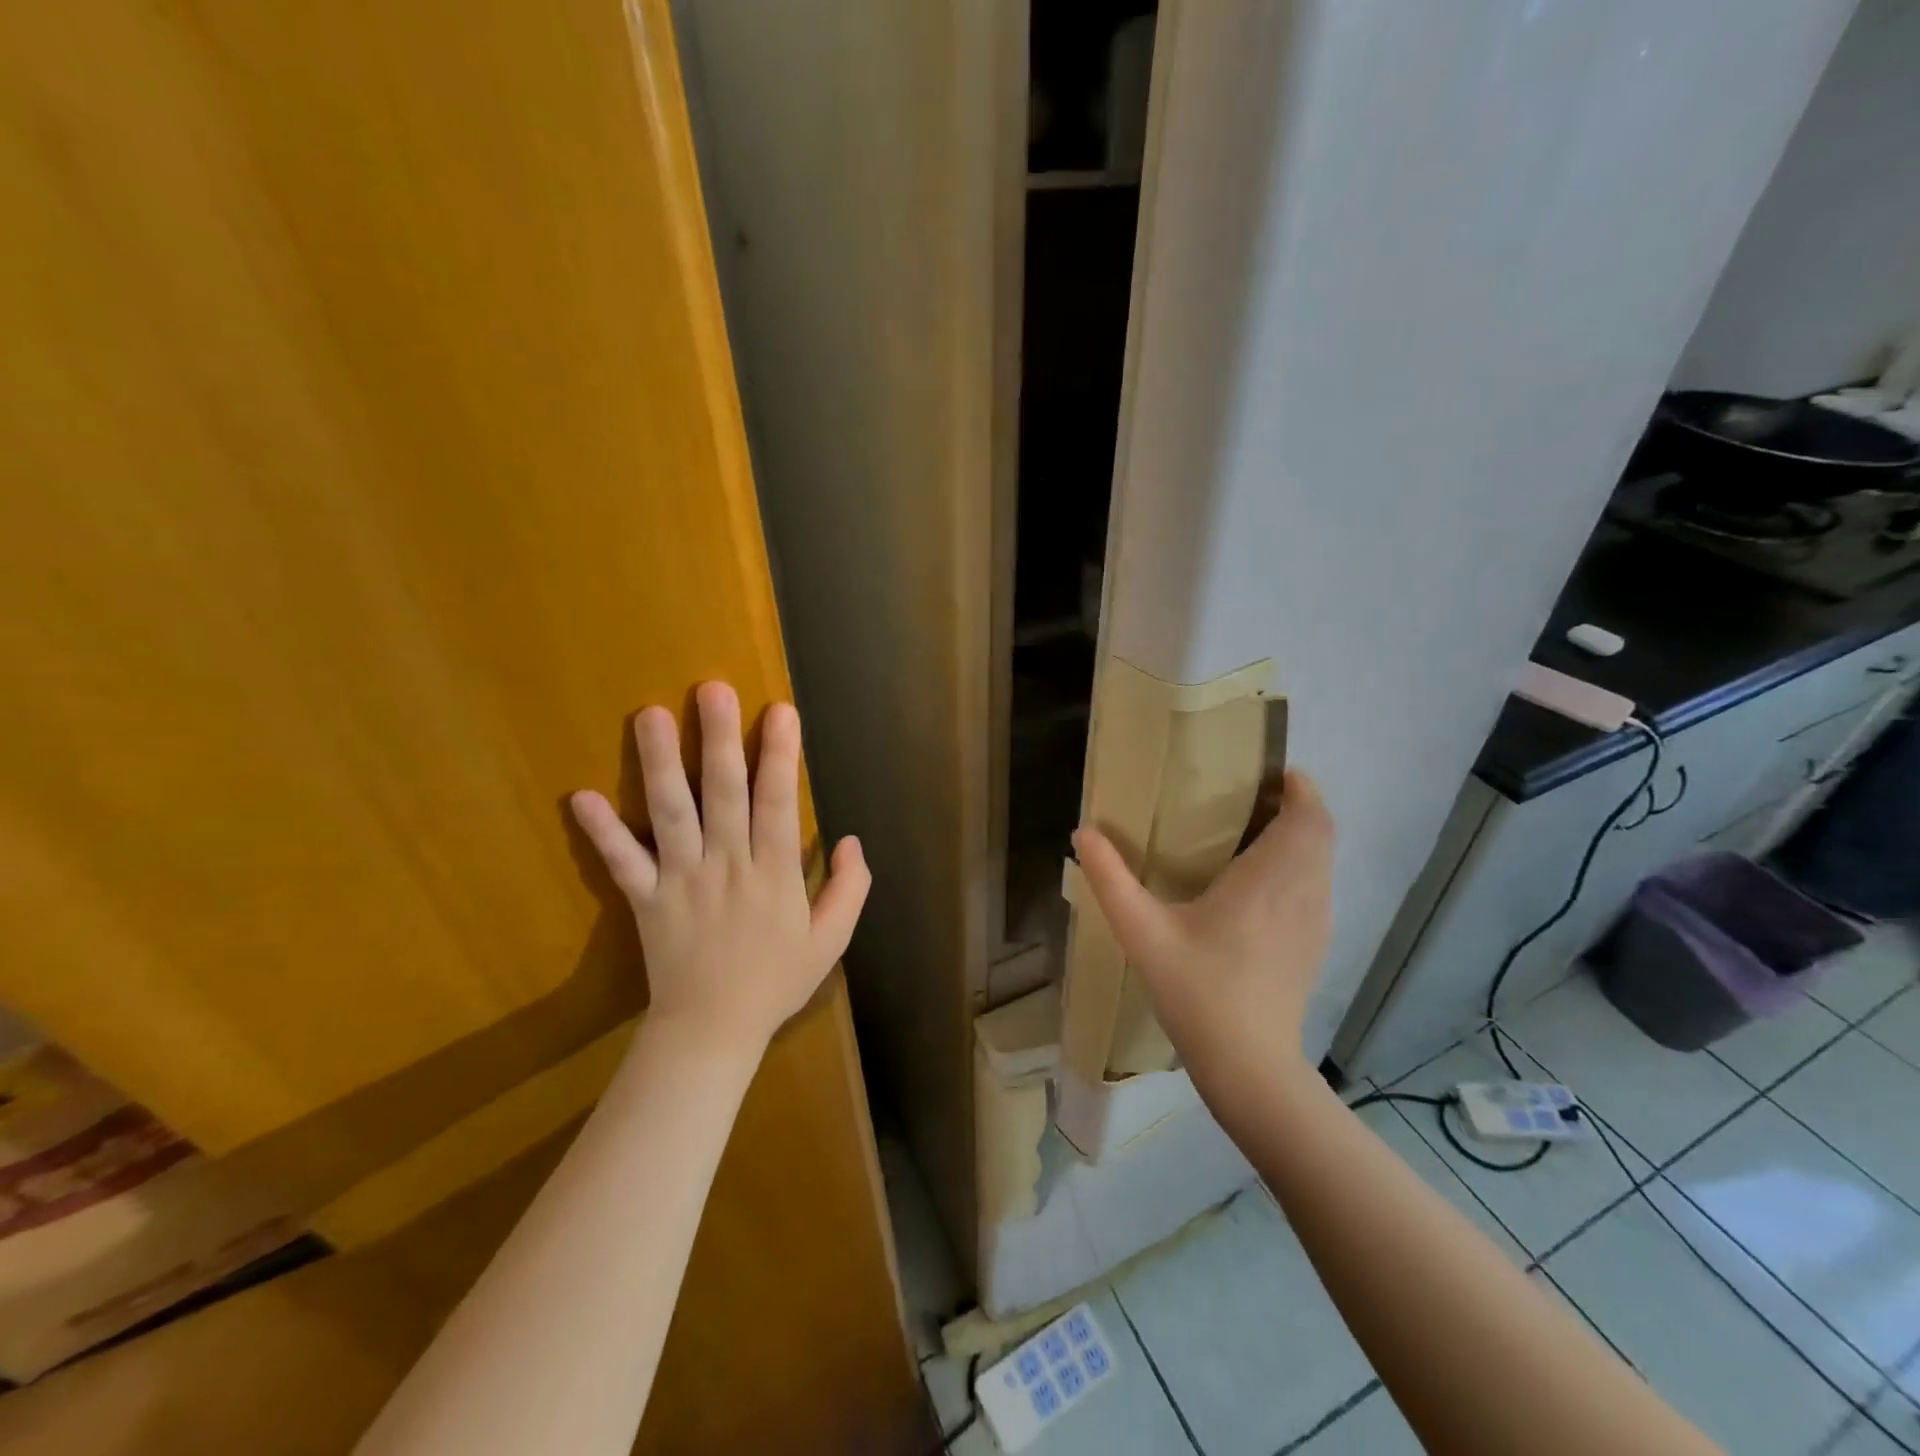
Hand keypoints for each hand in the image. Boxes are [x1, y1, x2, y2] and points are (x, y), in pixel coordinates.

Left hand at [570, 682, 869, 1058]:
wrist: (713, 1031)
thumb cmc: (776, 981)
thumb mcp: (831, 940)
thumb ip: (849, 888)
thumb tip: (851, 839)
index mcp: (773, 872)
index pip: (778, 802)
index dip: (780, 755)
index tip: (780, 711)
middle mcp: (727, 864)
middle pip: (723, 793)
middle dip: (719, 738)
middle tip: (711, 689)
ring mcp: (682, 879)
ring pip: (671, 813)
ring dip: (660, 763)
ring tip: (649, 716)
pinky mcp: (646, 899)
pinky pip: (622, 862)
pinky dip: (601, 832)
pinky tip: (580, 796)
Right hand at [1073, 769, 1333, 1088]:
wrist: (1251, 1067)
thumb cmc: (1199, 991)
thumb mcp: (1143, 933)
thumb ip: (1110, 879)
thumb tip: (1083, 832)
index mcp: (1270, 879)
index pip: (1309, 814)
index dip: (1297, 785)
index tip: (1265, 771)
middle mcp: (1305, 892)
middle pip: (1320, 830)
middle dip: (1294, 804)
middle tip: (1246, 796)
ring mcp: (1316, 921)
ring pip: (1322, 859)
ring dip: (1298, 835)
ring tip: (1250, 831)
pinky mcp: (1315, 944)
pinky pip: (1317, 885)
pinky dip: (1299, 866)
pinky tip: (1257, 884)